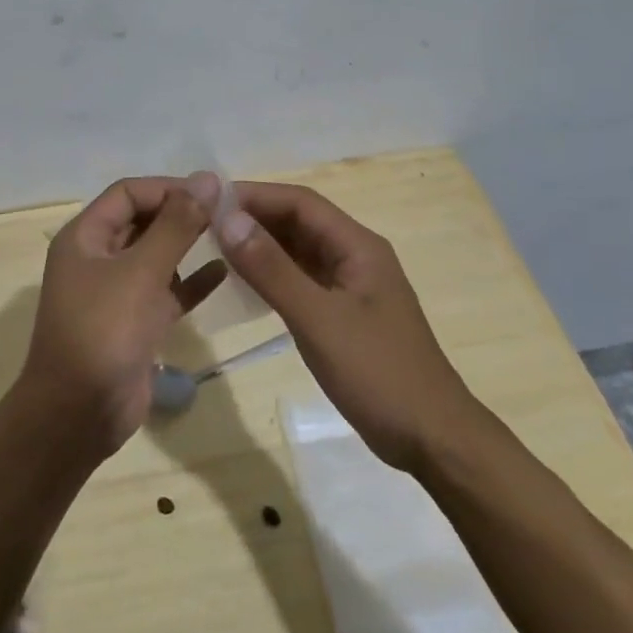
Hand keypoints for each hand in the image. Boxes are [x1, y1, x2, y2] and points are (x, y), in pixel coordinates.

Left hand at [20, 174, 226, 453]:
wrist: (78, 413)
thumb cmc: (103, 332)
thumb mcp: (141, 272)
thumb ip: (176, 225)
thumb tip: (207, 179)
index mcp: (85, 238)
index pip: (128, 194)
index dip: (168, 188)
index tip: (212, 193)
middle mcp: (97, 259)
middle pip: (142, 222)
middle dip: (181, 215)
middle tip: (228, 214)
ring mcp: (115, 293)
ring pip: (156, 257)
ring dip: (187, 246)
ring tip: (230, 237)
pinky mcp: (134, 324)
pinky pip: (166, 292)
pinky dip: (191, 282)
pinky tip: (224, 272)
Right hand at [217, 182, 475, 473]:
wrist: (430, 437)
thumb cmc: (378, 373)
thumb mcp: (318, 319)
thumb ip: (272, 269)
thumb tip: (228, 219)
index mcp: (358, 246)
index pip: (300, 202)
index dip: (254, 195)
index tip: (207, 201)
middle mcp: (355, 256)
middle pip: (298, 222)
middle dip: (253, 218)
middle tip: (201, 224)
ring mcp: (350, 287)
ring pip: (298, 251)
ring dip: (260, 246)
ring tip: (212, 248)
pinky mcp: (343, 314)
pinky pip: (301, 280)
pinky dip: (271, 276)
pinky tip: (243, 285)